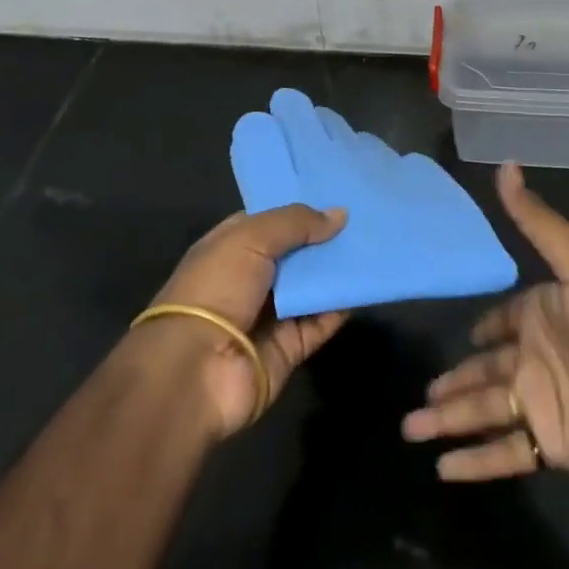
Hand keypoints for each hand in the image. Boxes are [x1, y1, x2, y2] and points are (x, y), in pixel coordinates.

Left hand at [143, 204, 349, 437]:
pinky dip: (339, 309)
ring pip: (309, 288)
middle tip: (364, 221)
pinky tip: (364, 288)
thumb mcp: (251, 238)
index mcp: (229, 248)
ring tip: (372, 249)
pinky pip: (319, 324)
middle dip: (323, 240)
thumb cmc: (216, 288)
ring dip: (335, 273)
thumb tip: (339, 214)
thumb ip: (295, 222)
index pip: (268, 223)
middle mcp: (248, 279)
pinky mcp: (286, 349)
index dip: (298, 211)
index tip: (334, 197)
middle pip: (293, 255)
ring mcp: (267, 316)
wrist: (196, 370)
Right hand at [402, 163, 568, 482]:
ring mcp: (540, 404)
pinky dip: (475, 464)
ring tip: (409, 430)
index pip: (499, 325)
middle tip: (417, 395)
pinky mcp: (550, 446)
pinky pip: (504, 455)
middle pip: (481, 372)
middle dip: (450, 383)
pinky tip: (442, 471)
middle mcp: (534, 360)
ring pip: (482, 413)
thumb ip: (537, 220)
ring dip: (447, 422)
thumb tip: (505, 164)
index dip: (480, 331)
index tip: (458, 337)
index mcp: (539, 316)